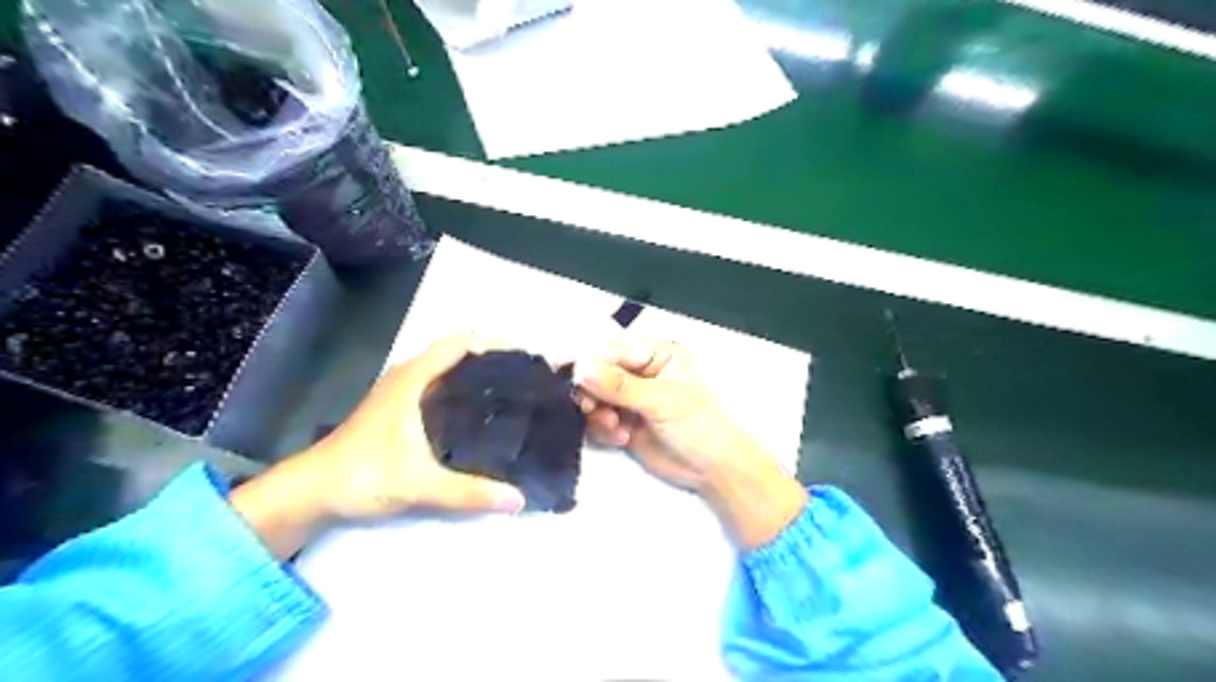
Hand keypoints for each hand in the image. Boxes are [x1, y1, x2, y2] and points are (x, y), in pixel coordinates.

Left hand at [229, 333, 524, 559]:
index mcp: (413, 378)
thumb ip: (470, 492)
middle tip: (527, 377)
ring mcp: (401, 392)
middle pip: (457, 353)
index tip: (526, 356)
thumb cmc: (362, 475)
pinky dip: (462, 389)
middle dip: (492, 359)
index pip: (460, 344)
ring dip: (476, 374)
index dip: (494, 343)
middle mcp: (408, 377)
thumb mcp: (420, 485)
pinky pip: (439, 386)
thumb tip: (520, 499)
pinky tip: (480, 413)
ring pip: (447, 370)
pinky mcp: (398, 410)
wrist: (310, 492)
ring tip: (511, 391)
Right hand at [579, 341, 804, 547]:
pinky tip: (621, 438)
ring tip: (614, 427)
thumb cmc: (697, 423)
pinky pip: (599, 421)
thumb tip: (580, 369)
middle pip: (599, 374)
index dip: (589, 361)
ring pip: (595, 398)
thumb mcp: (660, 399)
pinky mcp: (625, 423)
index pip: (614, 351)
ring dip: (597, 414)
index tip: (567, 374)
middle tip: (590, 408)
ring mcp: (631, 399)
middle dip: (592, 392)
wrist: (713, 468)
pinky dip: (603, 430)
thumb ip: (618, 385)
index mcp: (657, 355)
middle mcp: (641, 373)